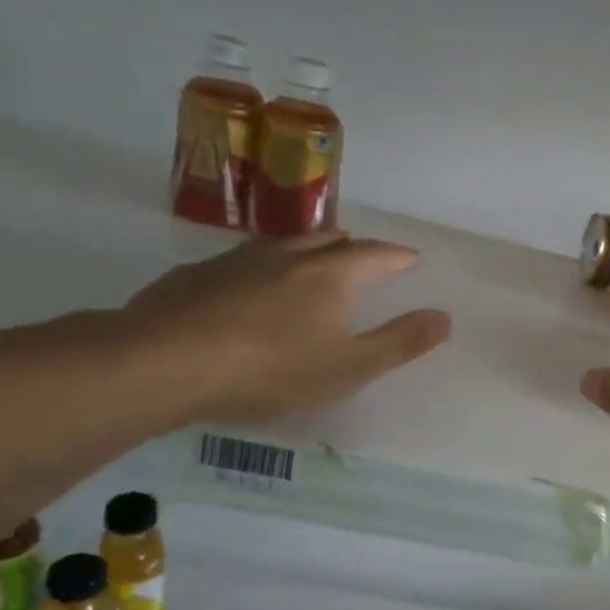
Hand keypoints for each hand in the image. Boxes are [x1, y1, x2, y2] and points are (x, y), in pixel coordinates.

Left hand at [125, 234, 450, 423]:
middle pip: (329, 240)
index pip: (376, 255)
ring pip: (281, 244)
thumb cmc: (273, 369)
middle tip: (363, 254)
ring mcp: (236, 261)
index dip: (398, 257)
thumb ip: (400, 342)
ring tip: (310, 259)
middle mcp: (288, 256)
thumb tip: (445, 317)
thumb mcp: (350, 367)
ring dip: (305, 248)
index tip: (412, 258)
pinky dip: (259, 267)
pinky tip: (247, 285)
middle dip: (352, 246)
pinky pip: (239, 261)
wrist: (165, 363)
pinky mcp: (194, 275)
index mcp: (331, 275)